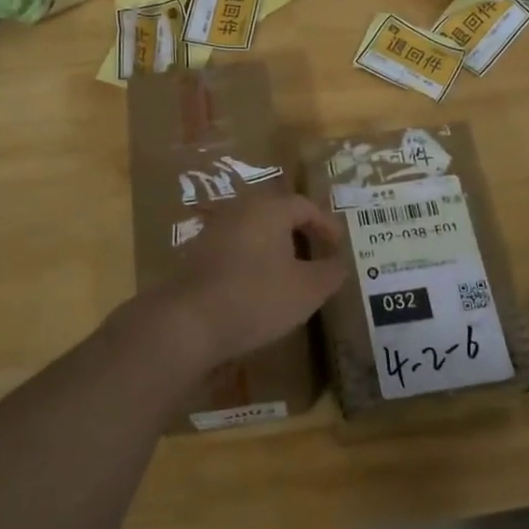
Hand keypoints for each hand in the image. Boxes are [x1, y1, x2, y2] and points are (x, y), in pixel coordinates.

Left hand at [148, 194, 347, 372]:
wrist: (188, 322)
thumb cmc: (257, 297)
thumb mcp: (308, 289)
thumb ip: (331, 272)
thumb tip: (341, 262)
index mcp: (269, 209)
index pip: (306, 206)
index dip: (327, 226)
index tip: (340, 247)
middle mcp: (239, 210)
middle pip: (277, 214)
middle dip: (301, 234)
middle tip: (318, 257)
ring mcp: (213, 231)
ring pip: (254, 232)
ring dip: (276, 249)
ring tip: (292, 275)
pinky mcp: (196, 255)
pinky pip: (235, 250)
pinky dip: (253, 262)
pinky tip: (259, 288)